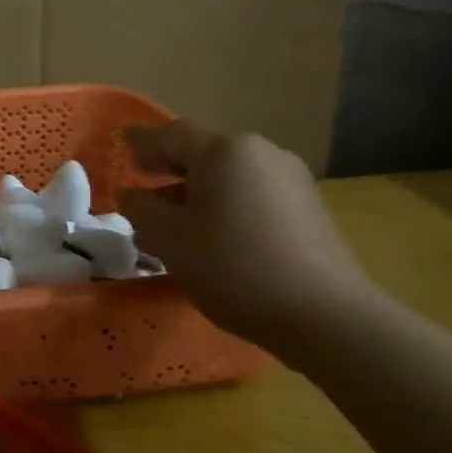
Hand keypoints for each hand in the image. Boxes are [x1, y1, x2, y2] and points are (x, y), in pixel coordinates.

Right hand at [121, 120, 376, 351]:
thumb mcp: (168, 238)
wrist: (328, 318)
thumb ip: (141, 208)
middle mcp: (262, 153)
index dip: (143, 141)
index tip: (123, 146)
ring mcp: (292, 181)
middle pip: (204, 151)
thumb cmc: (233, 266)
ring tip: (173, 218)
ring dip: (197, 189)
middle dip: (170, 166)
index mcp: (224, 151)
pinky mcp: (309, 211)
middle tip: (143, 178)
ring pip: (230, 176)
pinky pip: (253, 194)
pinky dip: (225, 204)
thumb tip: (134, 195)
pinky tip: (212, 233)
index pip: (172, 134)